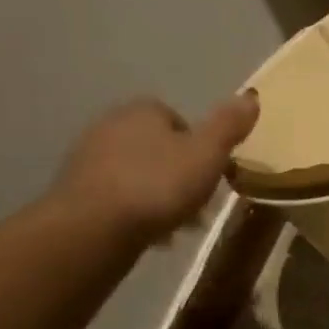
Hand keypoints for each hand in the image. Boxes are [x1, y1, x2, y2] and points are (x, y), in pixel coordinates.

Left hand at [51, 93, 258, 242]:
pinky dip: (138, 211)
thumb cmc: (158, 185)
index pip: (178, 119)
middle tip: (200, 202)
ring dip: (160, 194)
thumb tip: (251, 95)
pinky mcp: (77, 191)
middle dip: (180, 173)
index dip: (200, 147)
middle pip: (159, 148)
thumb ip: (228, 126)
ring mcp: (89, 158)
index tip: (212, 174)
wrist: (94, 227)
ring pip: (140, 173)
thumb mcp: (207, 154)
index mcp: (143, 111)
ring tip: (178, 224)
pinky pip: (120, 197)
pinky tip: (151, 233)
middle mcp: (110, 125)